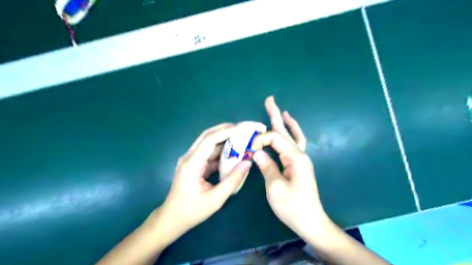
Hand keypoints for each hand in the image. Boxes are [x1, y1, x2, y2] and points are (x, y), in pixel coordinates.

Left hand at [156, 123, 252, 240]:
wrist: (172, 219)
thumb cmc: (192, 211)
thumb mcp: (216, 199)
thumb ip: (232, 180)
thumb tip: (247, 162)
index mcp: (192, 163)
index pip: (209, 140)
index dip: (226, 131)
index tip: (242, 128)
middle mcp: (189, 157)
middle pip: (207, 136)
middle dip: (225, 130)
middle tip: (242, 128)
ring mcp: (191, 160)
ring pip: (208, 143)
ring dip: (224, 139)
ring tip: (240, 137)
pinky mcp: (194, 164)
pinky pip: (208, 153)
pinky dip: (221, 150)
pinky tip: (232, 152)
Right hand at [255, 96, 330, 238]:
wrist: (310, 221)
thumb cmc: (293, 207)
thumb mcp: (275, 187)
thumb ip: (266, 166)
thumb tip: (256, 152)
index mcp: (294, 157)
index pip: (274, 139)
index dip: (260, 140)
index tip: (249, 151)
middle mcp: (300, 154)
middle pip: (285, 130)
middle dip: (276, 115)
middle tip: (270, 99)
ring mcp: (301, 159)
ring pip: (292, 135)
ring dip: (285, 122)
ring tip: (281, 111)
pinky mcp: (299, 165)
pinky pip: (295, 144)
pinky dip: (291, 134)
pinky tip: (288, 130)